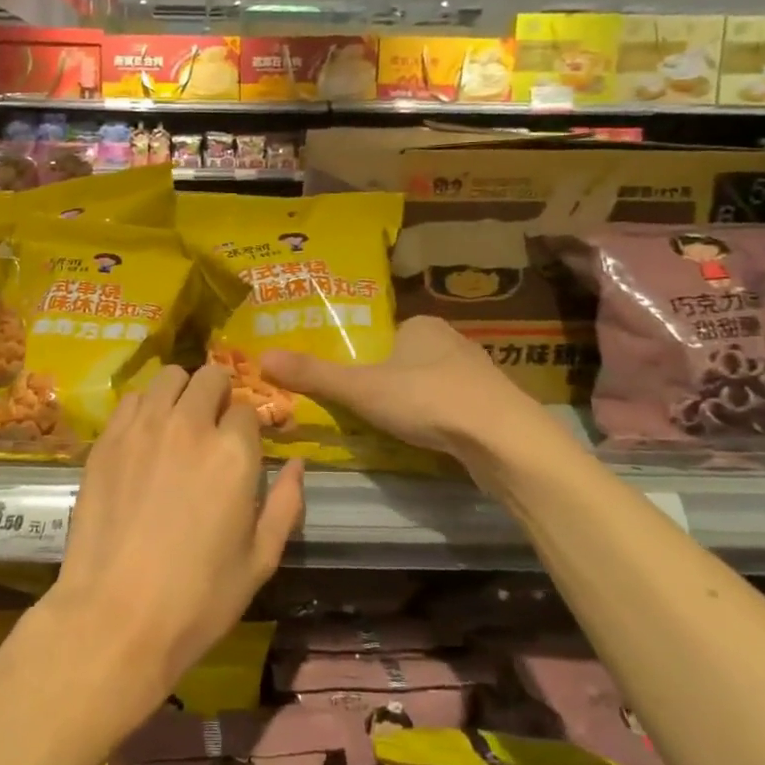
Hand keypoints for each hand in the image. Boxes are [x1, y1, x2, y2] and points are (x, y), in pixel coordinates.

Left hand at [42, 364, 303, 712]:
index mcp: (234, 453)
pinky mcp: (107, 439)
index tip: (242, 445)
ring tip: (178, 421)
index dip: (248, 427)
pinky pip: (131, 398)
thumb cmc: (198, 599)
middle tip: (213, 424)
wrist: (115, 617)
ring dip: (181, 391)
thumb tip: (297, 464)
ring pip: (169, 377)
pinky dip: (144, 406)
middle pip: (210, 377)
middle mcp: (190, 425)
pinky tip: (144, 436)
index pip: (247, 409)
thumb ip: (285, 504)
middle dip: (218, 393)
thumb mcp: (260, 560)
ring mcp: (143, 427)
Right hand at [262, 316, 552, 460]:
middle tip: (364, 409)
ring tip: (394, 428)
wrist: (503, 439)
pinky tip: (430, 440)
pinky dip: (439, 420)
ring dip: (415, 403)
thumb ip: (314, 375)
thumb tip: (261, 357)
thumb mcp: (360, 388)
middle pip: (407, 359)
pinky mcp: (494, 406)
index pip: (384, 334)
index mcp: (421, 324)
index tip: (349, 383)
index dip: (364, 357)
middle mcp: (452, 340)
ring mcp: (478, 374)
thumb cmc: (426, 399)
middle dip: (388, 382)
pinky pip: (455, 407)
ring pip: (433, 384)